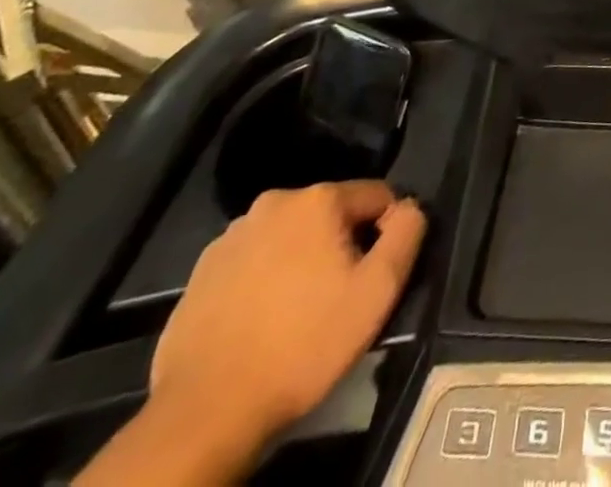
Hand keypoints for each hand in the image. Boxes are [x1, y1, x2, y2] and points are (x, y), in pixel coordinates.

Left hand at [151, 182, 426, 451]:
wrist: (205, 413)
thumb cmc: (303, 345)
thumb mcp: (379, 290)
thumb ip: (407, 232)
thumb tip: (409, 207)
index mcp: (319, 199)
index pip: (377, 196)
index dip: (386, 233)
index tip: (373, 277)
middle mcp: (275, 202)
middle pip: (331, 214)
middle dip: (342, 245)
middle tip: (337, 297)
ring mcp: (232, 236)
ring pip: (291, 236)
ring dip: (302, 260)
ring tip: (297, 312)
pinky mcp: (201, 272)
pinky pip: (253, 261)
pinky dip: (265, 279)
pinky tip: (262, 321)